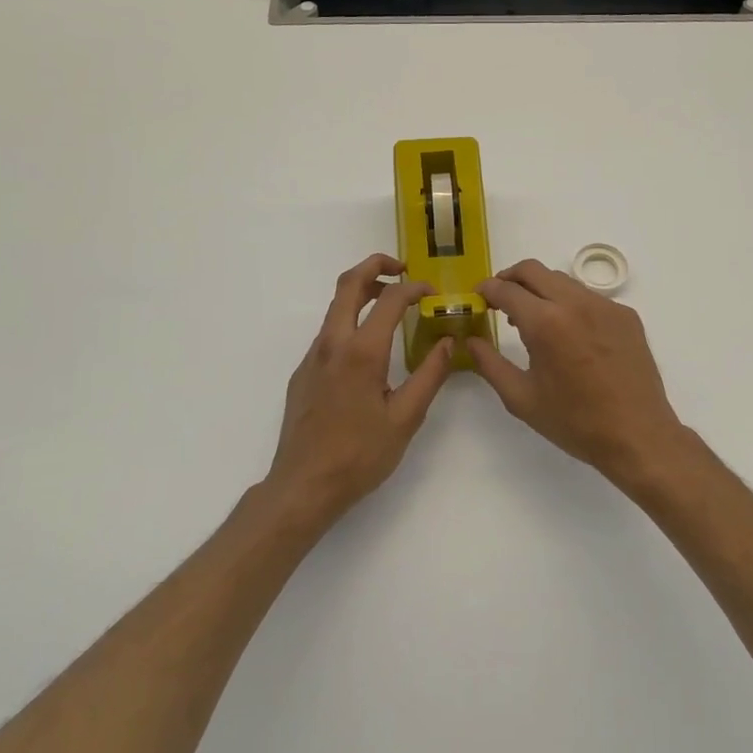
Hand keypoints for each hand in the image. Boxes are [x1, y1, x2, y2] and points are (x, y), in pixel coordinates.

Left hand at [267, 253, 453, 520]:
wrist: (303, 486)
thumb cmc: (359, 455)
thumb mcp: (406, 418)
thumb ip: (430, 374)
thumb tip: (449, 341)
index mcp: (362, 352)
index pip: (390, 299)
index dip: (414, 288)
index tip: (432, 293)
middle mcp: (332, 344)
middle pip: (349, 283)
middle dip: (376, 265)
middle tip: (402, 269)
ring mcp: (313, 357)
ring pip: (335, 306)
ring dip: (362, 291)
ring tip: (390, 301)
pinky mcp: (303, 372)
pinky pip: (328, 332)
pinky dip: (351, 319)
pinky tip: (369, 347)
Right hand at [470, 260, 693, 485]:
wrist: (638, 435)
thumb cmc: (575, 422)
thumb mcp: (522, 398)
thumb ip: (489, 364)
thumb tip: (470, 341)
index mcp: (546, 323)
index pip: (507, 289)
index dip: (486, 289)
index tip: (478, 297)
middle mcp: (575, 303)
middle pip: (533, 270)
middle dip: (510, 278)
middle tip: (499, 299)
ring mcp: (605, 305)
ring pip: (562, 280)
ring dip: (540, 289)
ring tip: (533, 319)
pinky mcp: (626, 315)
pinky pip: (588, 297)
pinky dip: (569, 304)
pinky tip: (569, 334)